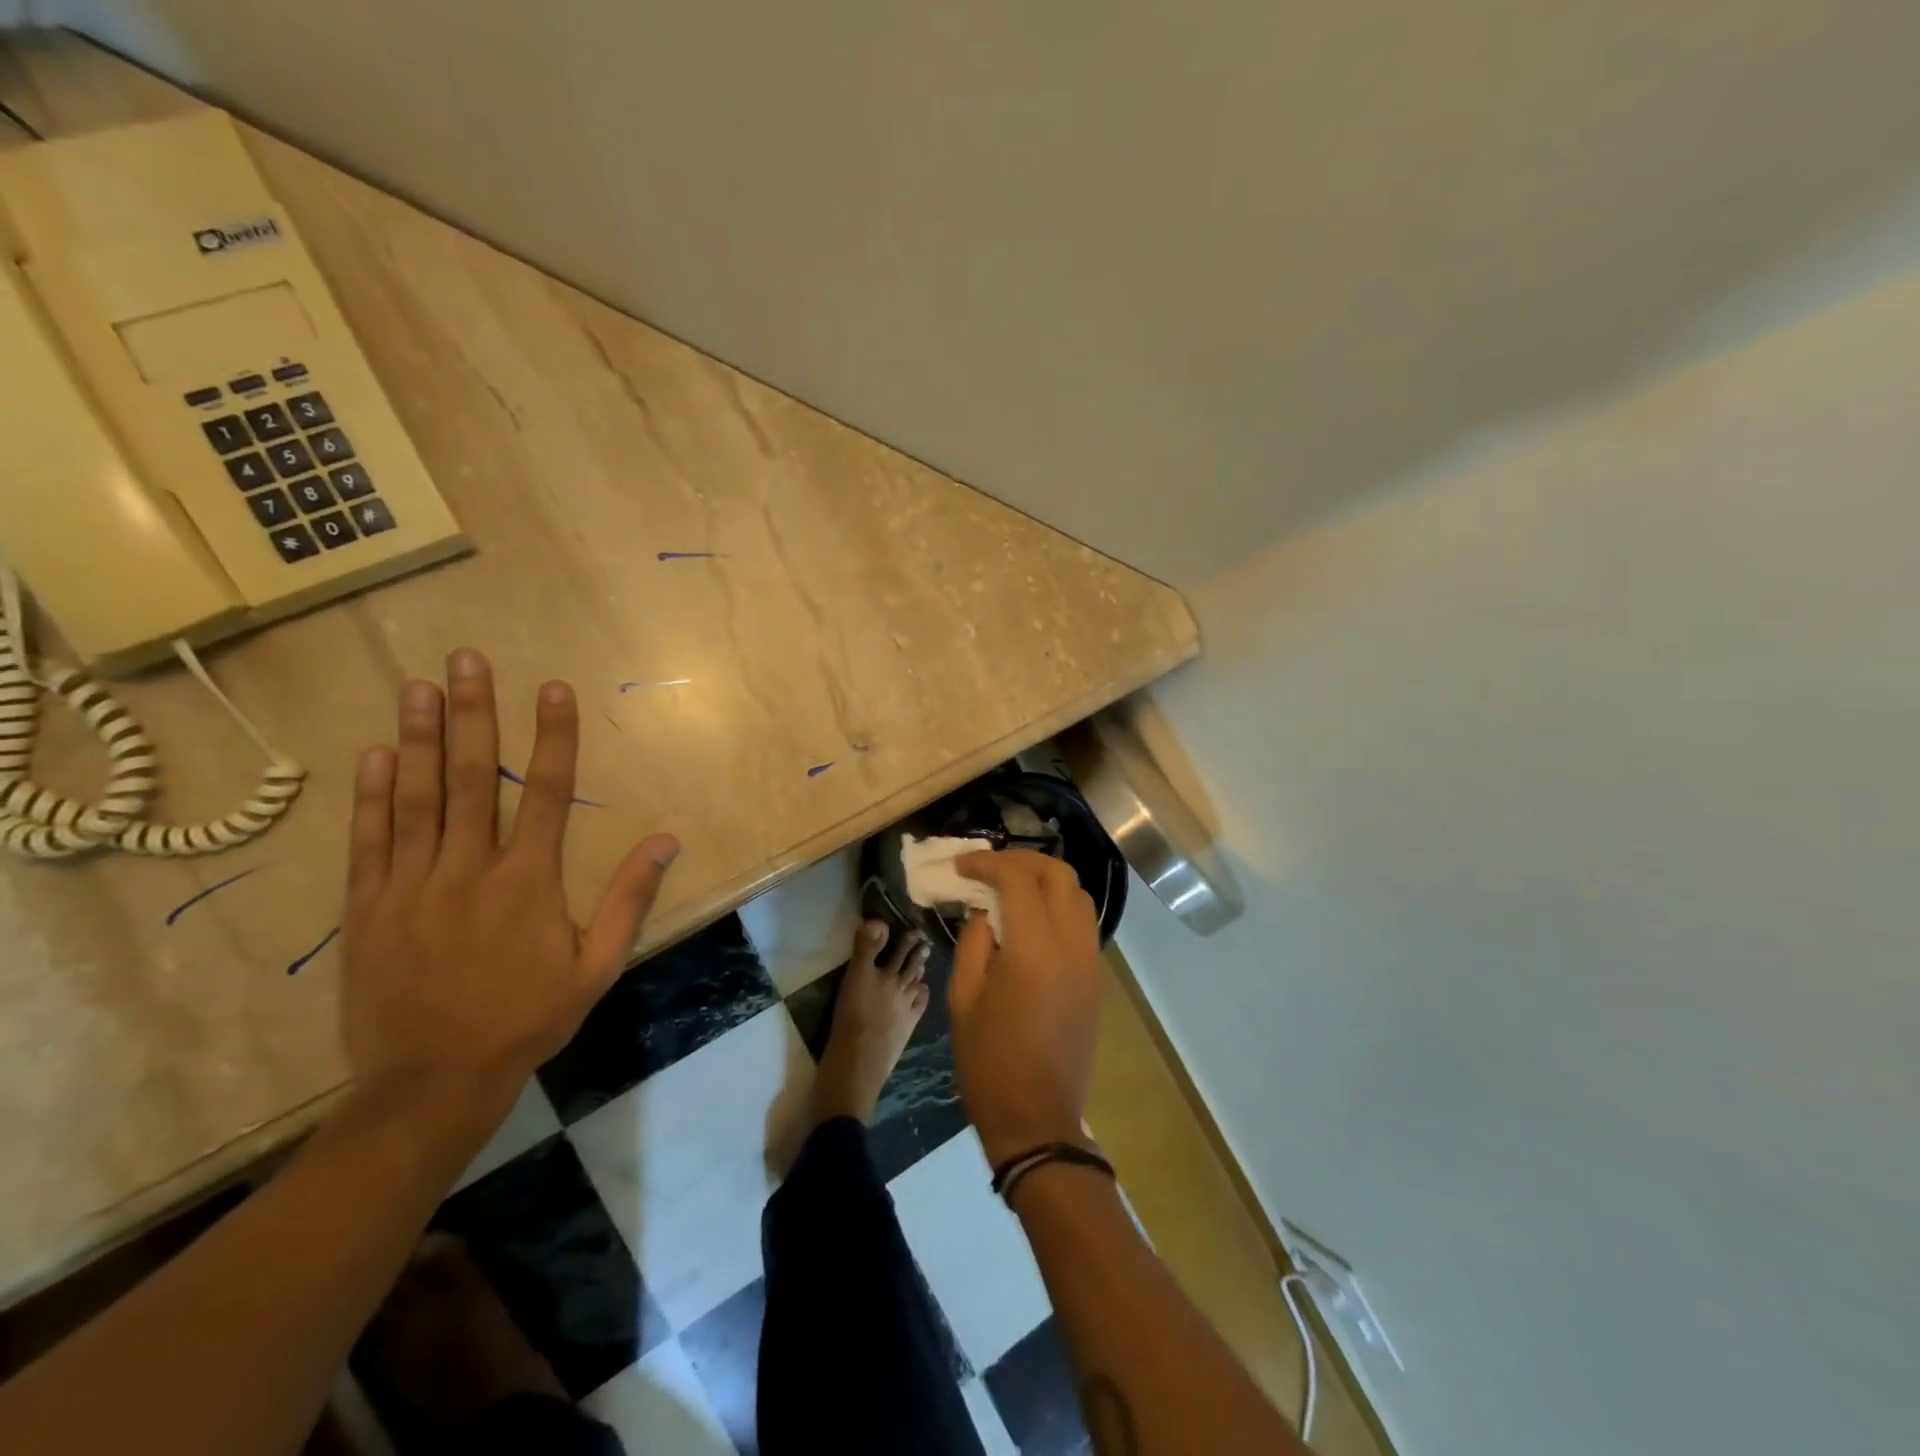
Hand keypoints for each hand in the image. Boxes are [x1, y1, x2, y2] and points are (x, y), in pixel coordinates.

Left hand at [341, 649, 679, 1115]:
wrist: (431, 1082)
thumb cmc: (526, 1019)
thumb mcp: (597, 966)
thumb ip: (629, 899)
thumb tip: (667, 840)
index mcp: (528, 881)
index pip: (545, 791)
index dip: (552, 736)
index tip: (553, 688)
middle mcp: (468, 869)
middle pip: (472, 776)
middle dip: (473, 713)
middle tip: (468, 660)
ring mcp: (411, 885)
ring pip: (416, 797)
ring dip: (418, 737)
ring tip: (418, 686)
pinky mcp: (368, 908)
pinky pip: (371, 840)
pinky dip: (373, 794)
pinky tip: (375, 754)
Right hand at [948, 849, 1102, 1166]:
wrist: (1037, 1119)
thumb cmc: (989, 1063)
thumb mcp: (962, 998)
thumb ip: (974, 941)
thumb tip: (984, 909)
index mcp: (1035, 951)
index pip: (1019, 879)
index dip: (988, 863)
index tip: (961, 864)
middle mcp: (1072, 946)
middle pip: (1059, 874)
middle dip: (1022, 860)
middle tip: (988, 867)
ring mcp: (1090, 962)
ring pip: (1078, 894)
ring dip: (1044, 878)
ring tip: (1009, 885)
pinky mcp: (1096, 977)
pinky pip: (1082, 921)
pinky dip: (1058, 903)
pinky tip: (1031, 915)